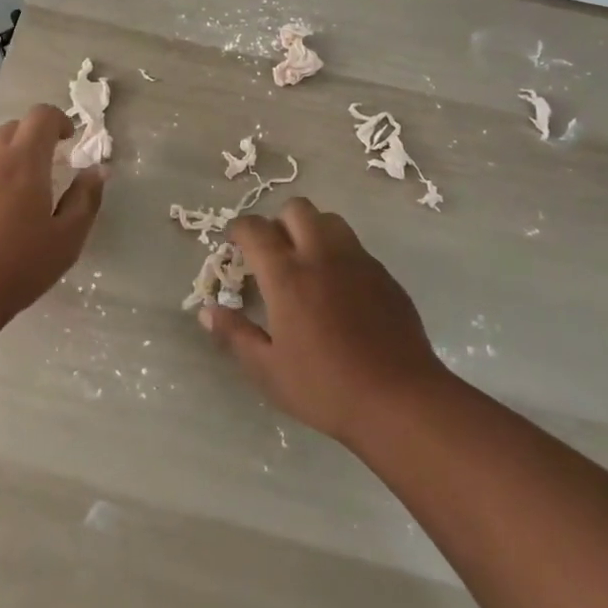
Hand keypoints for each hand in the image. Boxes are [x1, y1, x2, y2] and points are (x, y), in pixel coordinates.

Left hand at [0, 103, 104, 328]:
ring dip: (3, 164)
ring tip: (10, 201)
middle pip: (12, 130)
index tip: (67, 140)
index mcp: (23, 161)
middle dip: (31, 141)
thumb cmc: (16, 267)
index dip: (58, 120)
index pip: (41, 116)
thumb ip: (85, 199)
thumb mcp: (67, 239)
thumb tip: (97, 170)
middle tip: (44, 171)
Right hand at [201, 197, 446, 446]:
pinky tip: (340, 290)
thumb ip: (235, 334)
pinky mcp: (384, 275)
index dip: (239, 229)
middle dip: (278, 222)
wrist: (399, 399)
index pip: (255, 229)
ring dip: (312, 230)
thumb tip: (208, 311)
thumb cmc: (325, 387)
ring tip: (307, 263)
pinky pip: (355, 247)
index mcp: (287, 275)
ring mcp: (358, 261)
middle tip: (273, 253)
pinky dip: (339, 254)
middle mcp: (322, 255)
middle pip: (297, 208)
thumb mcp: (268, 370)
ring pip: (330, 220)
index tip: (234, 244)